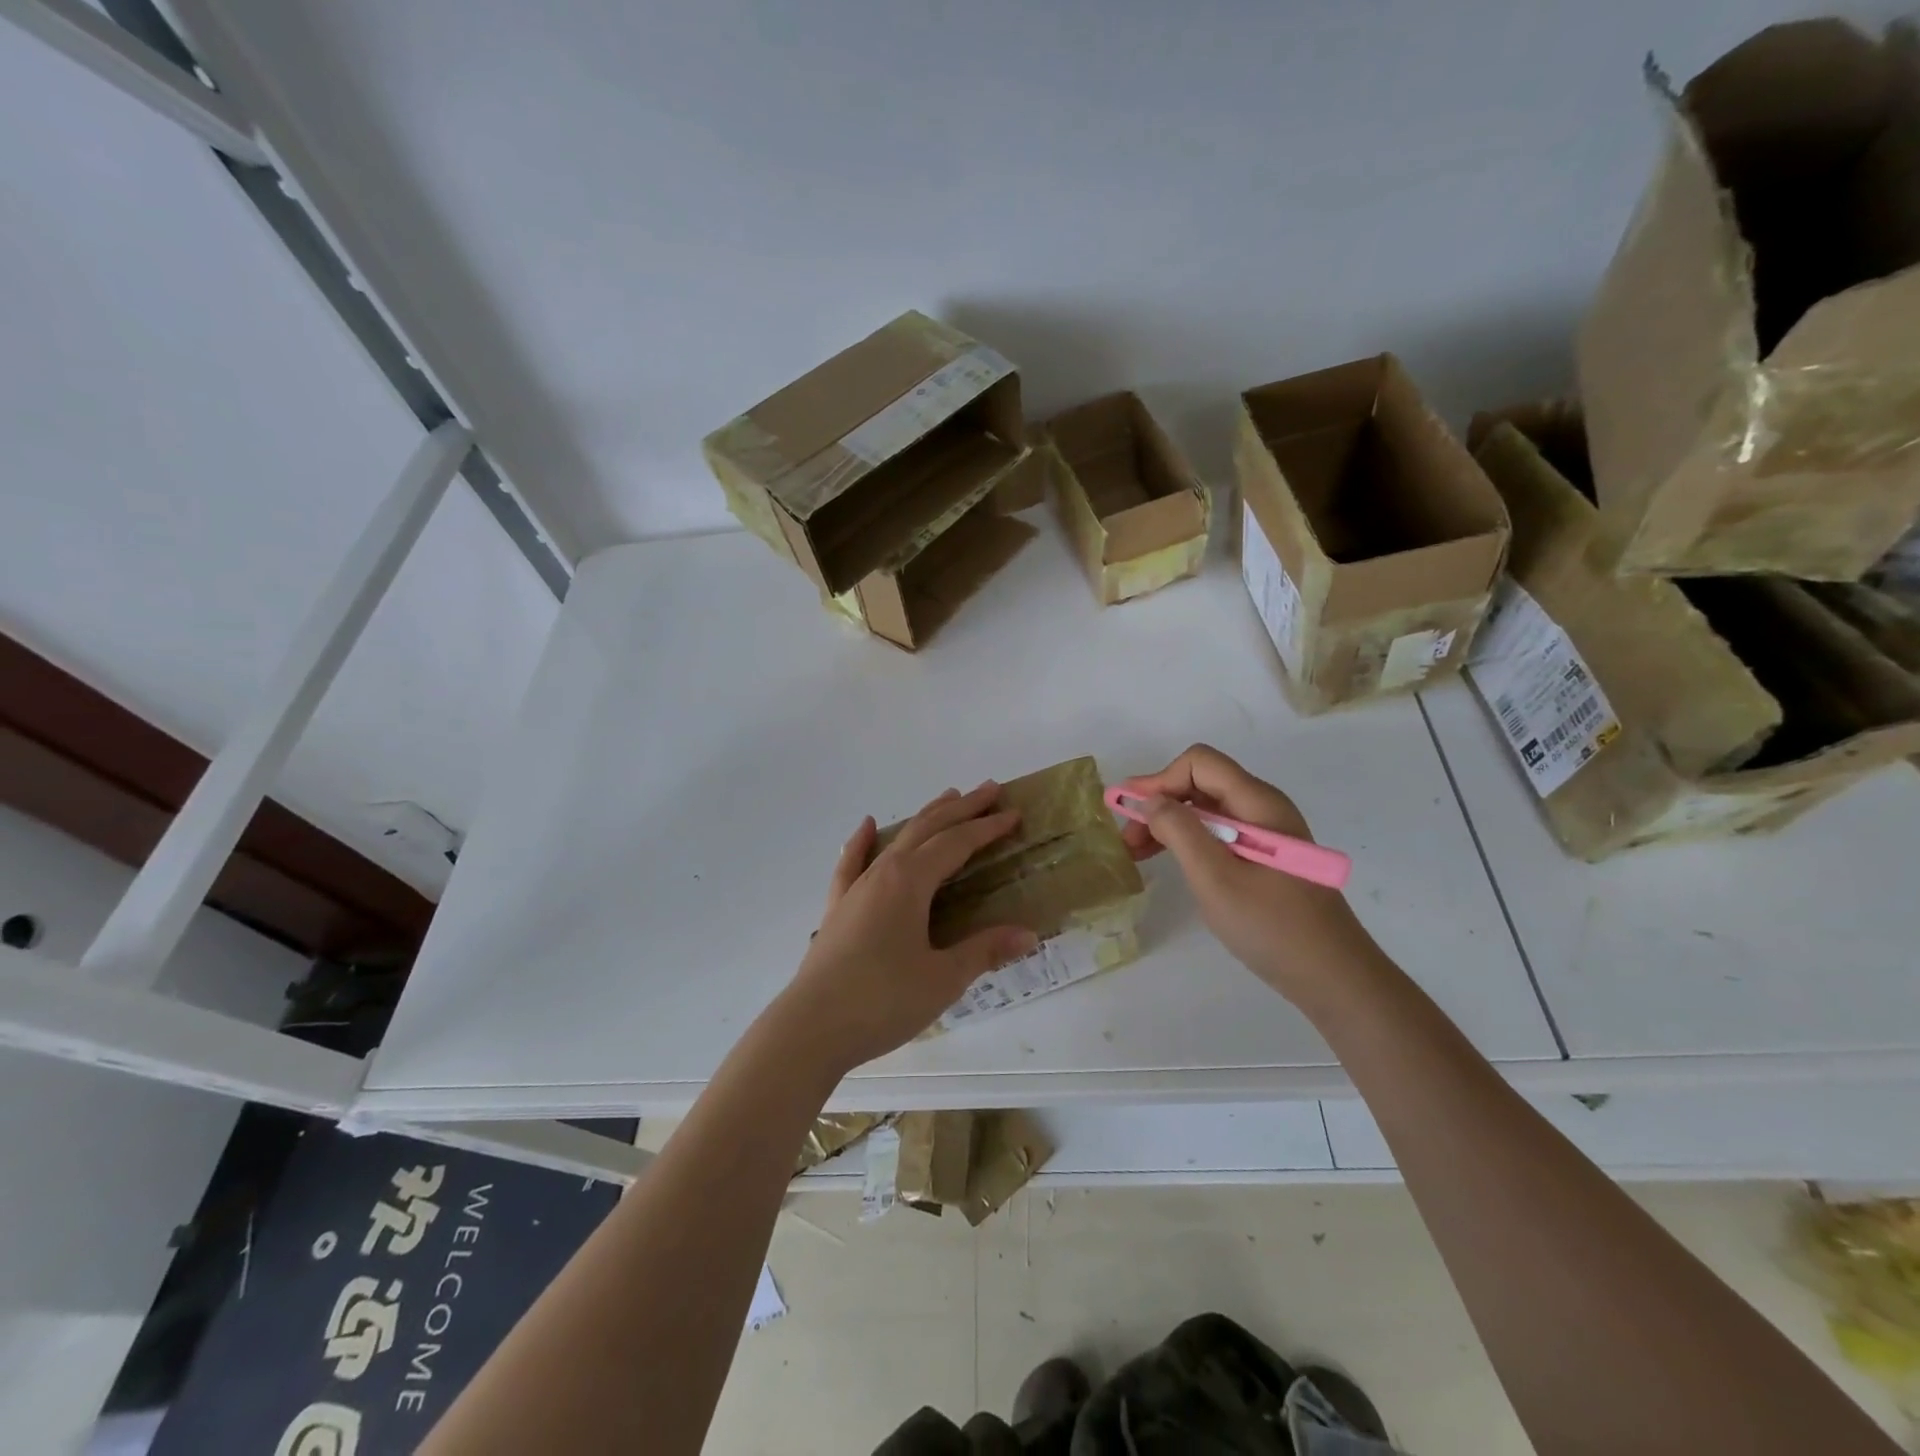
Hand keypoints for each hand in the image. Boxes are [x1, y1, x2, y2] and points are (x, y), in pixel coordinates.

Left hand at [768, 781, 1039, 1073]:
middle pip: (927, 829)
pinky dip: (861, 842)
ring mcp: (857, 888)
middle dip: (961, 809)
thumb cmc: (883, 1001)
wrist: (811, 1028)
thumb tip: (1028, 934)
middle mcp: (883, 873)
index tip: (1013, 814)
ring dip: (925, 818)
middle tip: (990, 790)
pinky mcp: (838, 908)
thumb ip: (984, 951)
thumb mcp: (943, 978)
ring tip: (947, 798)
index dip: (987, 828)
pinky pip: (851, 863)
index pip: (957, 843)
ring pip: (896, 840)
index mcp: (910, 882)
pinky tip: (866, 826)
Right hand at [1119, 744, 1371, 1003]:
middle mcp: (1264, 807)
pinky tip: (1172, 863)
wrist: (1332, 976)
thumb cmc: (1272, 926)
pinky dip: (1188, 840)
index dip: (1159, 780)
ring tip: (1139, 853)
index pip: (1199, 763)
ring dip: (1169, 823)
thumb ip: (1180, 831)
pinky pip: (1219, 832)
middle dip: (1159, 803)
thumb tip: (1149, 799)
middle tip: (1129, 840)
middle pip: (1201, 783)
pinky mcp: (1266, 856)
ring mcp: (1267, 832)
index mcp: (1258, 803)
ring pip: (1207, 809)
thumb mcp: (1215, 878)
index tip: (1130, 812)